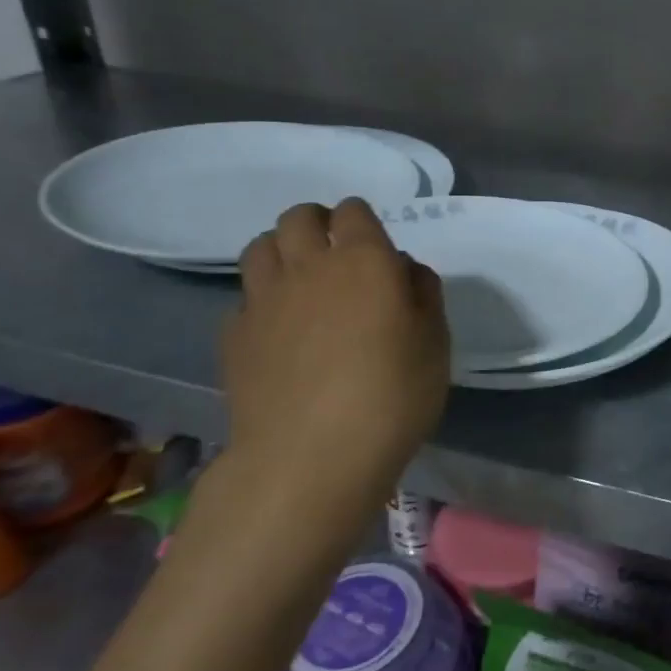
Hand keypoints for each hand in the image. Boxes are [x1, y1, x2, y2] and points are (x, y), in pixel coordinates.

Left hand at [221, 200, 449, 524]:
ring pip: (260, 247)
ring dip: (282, 251)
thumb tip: (403, 269)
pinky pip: (245, 297)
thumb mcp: (436, 343)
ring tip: (301, 280)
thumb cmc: (392, 396)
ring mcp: (263, 300)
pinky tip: (279, 329)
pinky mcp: (234, 335)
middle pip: (298, 217)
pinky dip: (262, 299)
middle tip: (335, 252)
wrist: (309, 458)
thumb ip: (424, 294)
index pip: (353, 211)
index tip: (374, 244)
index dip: (362, 220)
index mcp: (363, 260)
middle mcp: (308, 266)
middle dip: (317, 223)